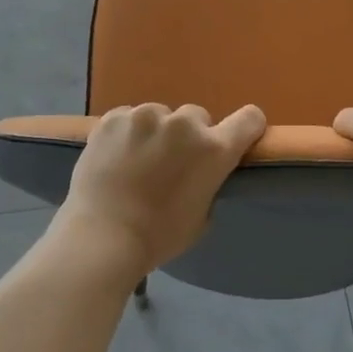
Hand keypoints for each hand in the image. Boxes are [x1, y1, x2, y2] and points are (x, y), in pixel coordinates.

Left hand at [54, 103, 267, 279]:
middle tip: (171, 163)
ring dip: (156, 133)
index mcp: (214, 149)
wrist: (102, 235)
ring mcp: (144, 117)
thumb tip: (198, 173)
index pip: (249, 119)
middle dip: (189, 136)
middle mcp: (183, 124)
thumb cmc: (159, 235)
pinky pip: (128, 118)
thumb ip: (208, 183)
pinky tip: (115, 157)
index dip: (246, 128)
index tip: (236, 139)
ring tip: (137, 161)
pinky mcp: (112, 118)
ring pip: (160, 116)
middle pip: (197, 117)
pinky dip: (126, 133)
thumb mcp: (202, 215)